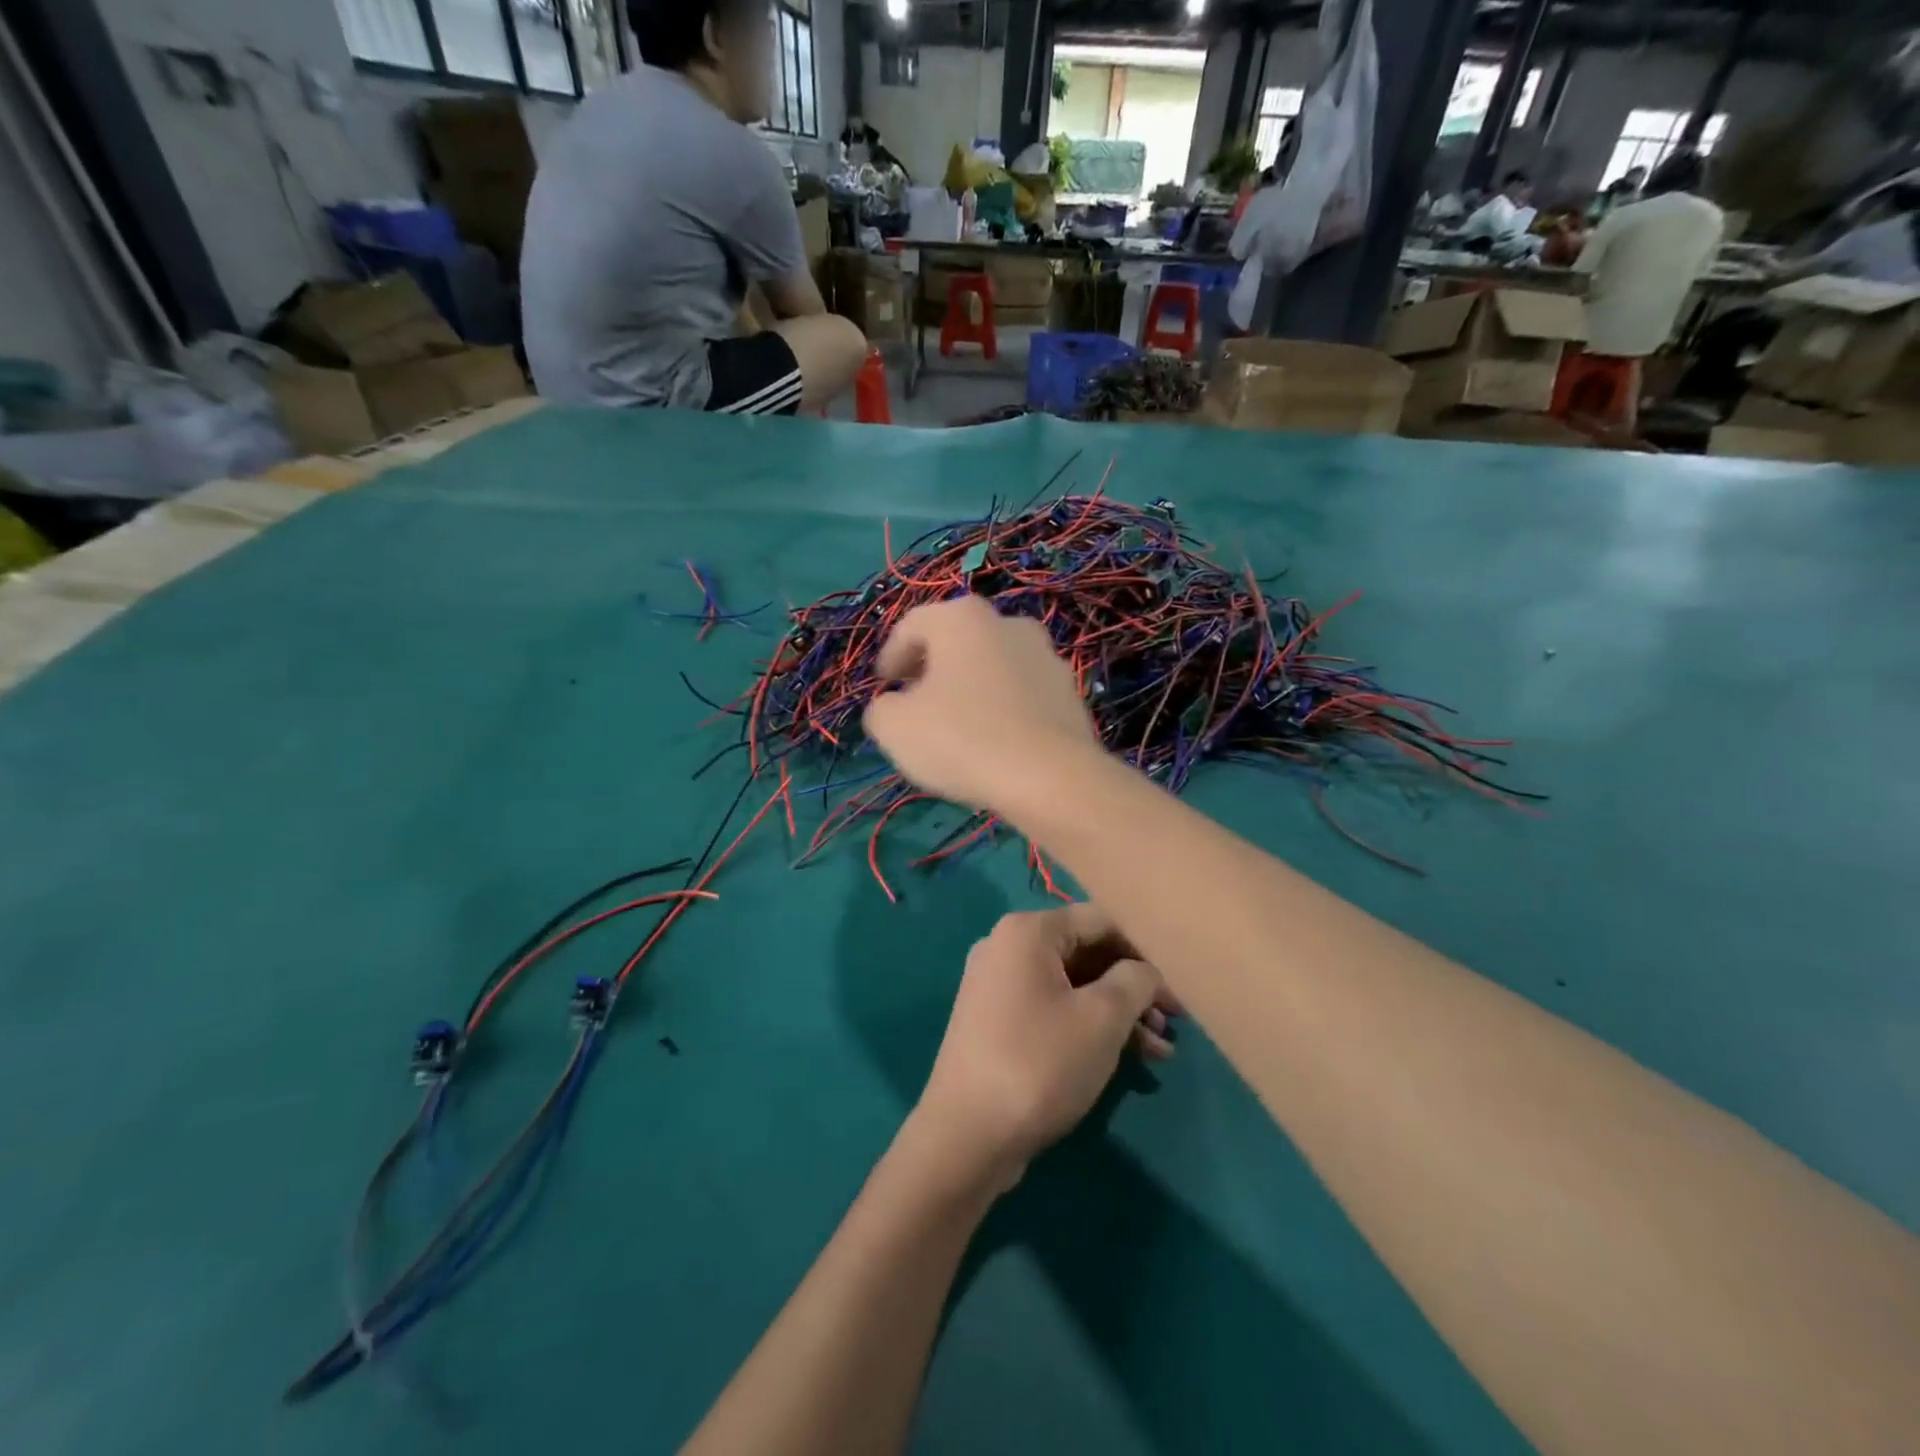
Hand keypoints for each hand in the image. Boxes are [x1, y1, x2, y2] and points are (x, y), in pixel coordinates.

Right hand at [864, 596, 1099, 812]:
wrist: (1050, 776)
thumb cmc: (962, 739)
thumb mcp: (895, 727)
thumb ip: (882, 708)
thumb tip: (892, 706)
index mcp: (962, 618)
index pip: (913, 626)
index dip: (891, 656)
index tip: (883, 685)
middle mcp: (1008, 623)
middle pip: (958, 641)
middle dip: (933, 668)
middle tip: (915, 701)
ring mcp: (1046, 656)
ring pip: (994, 666)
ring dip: (971, 686)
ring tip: (956, 724)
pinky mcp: (1070, 691)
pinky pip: (1022, 693)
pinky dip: (1003, 707)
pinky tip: (994, 740)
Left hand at [912, 904, 1177, 1191]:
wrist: (967, 1135)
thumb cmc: (1040, 1063)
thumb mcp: (1102, 1018)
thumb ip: (1135, 981)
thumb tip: (1144, 971)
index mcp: (1027, 931)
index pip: (1101, 920)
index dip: (1145, 950)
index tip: (1178, 986)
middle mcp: (1007, 946)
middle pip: (1086, 951)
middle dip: (1133, 987)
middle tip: (1173, 1022)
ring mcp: (998, 984)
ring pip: (1072, 985)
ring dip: (1117, 1012)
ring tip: (1160, 1050)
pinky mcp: (997, 1021)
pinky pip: (1052, 1008)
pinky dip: (1088, 1025)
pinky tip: (1128, 1057)